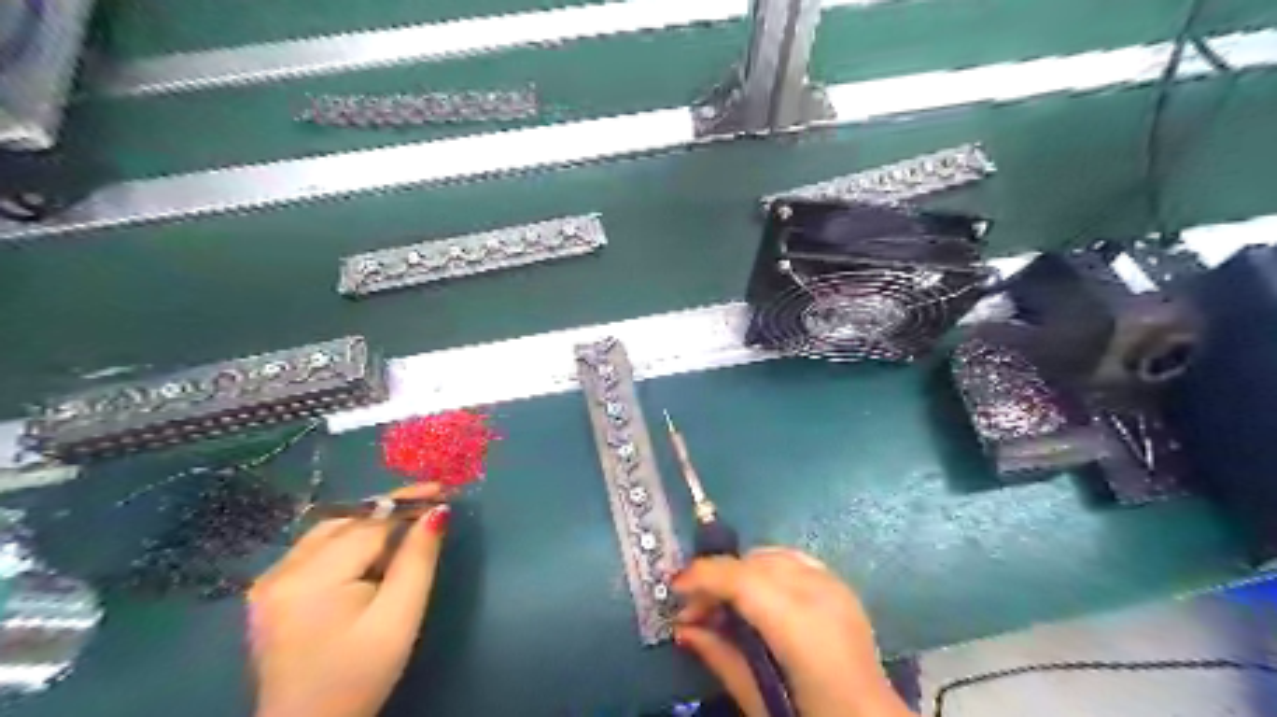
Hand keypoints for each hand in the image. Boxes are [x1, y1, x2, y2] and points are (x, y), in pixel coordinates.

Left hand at [245, 482, 449, 716]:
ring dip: (369, 525)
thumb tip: (437, 511)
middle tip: (428, 508)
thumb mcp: (400, 617)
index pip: (369, 523)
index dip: (406, 503)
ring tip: (405, 528)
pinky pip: (315, 548)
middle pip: (347, 522)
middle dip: (388, 512)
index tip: (441, 488)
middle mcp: (282, 571)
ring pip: (330, 531)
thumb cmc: (360, 675)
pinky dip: (347, 541)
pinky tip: (369, 554)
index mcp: (312, 578)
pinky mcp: (268, 592)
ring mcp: (269, 581)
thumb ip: (418, 559)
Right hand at [672, 548, 913, 715]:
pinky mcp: (842, 587)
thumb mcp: (761, 701)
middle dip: (718, 577)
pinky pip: (794, 561)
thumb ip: (721, 658)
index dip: (703, 576)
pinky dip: (767, 569)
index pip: (742, 579)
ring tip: (723, 604)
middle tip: (694, 610)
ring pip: (773, 555)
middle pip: (754, 562)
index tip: (674, 588)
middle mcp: (820, 593)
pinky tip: (757, 596)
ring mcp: (835, 586)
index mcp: (801, 626)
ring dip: (741, 572)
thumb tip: (682, 629)